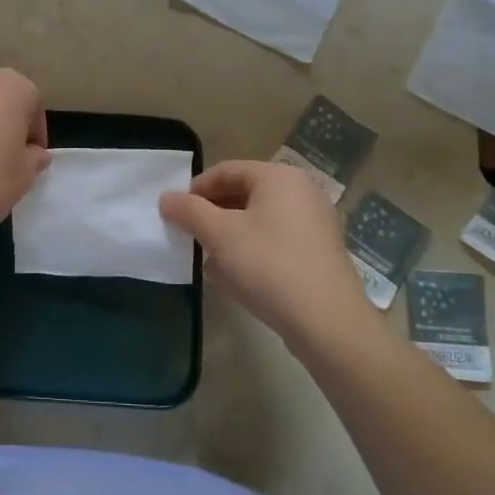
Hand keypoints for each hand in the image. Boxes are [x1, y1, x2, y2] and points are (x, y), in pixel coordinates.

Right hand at [160, 160, 375, 350]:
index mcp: (279, 176)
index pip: (225, 170)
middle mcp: (301, 191)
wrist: (328, 323)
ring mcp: (315, 222)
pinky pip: (276, 240)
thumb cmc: (269, 266)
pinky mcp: (319, 252)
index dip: (195, 190)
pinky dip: (253, 251)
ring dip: (230, 236)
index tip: (174, 215)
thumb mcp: (219, 235)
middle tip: (190, 238)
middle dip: (212, 214)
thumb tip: (166, 198)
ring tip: (210, 261)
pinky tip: (238, 277)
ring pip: (258, 219)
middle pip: (243, 193)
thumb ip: (188, 211)